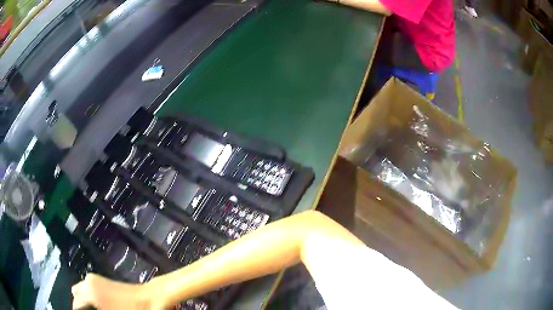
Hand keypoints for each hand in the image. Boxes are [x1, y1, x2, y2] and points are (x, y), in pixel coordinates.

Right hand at [72, 274, 153, 308]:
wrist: (150, 298)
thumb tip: (85, 309)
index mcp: (88, 291)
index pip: (76, 305)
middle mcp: (88, 281)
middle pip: (76, 297)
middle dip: (80, 307)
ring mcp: (95, 279)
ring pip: (82, 292)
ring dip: (84, 303)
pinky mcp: (103, 280)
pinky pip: (89, 290)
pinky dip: (90, 299)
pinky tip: (97, 308)